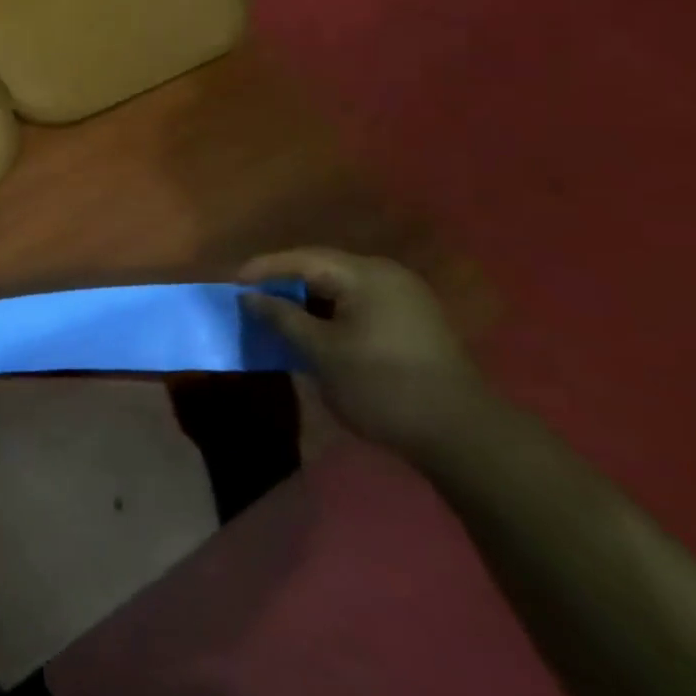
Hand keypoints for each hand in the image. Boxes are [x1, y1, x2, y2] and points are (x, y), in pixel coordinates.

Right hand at [239, 248, 495, 462]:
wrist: (462, 436)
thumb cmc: (382, 385)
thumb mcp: (321, 352)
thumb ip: (282, 318)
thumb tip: (250, 297)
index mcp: (365, 274)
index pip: (302, 259)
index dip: (264, 268)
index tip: (233, 282)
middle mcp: (387, 276)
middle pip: (323, 269)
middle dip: (285, 284)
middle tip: (252, 299)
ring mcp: (406, 300)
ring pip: (342, 289)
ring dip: (308, 301)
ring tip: (279, 317)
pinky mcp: (415, 324)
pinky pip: (359, 305)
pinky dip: (331, 314)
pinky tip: (316, 333)